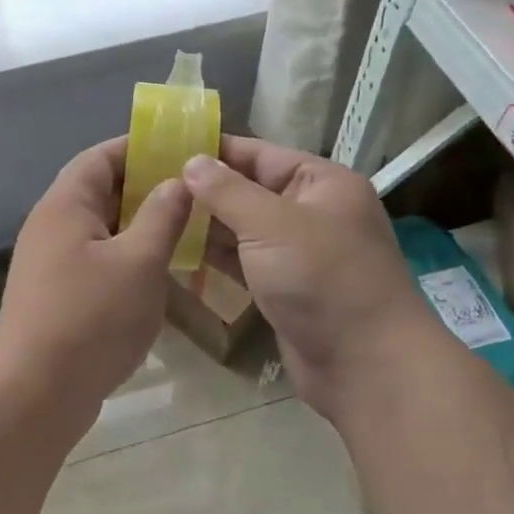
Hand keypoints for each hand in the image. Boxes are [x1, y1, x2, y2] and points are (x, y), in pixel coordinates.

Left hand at [0, 137, 193, 419]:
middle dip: (145, 189)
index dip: (139, 148)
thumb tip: (177, 181)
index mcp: (66, 205)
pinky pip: (97, 262)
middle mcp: (52, 227)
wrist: (36, 393)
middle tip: (193, 195)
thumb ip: (162, 216)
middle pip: (100, 191)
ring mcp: (51, 264)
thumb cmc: (91, 318)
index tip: (181, 150)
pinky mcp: (57, 296)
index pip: (100, 157)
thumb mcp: (139, 262)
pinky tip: (158, 275)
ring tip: (185, 231)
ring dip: (139, 228)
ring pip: (101, 230)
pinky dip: (126, 259)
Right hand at [182, 138, 435, 422]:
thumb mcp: (272, 225)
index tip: (164, 148)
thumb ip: (228, 191)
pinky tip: (179, 252)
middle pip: (250, 190)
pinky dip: (218, 257)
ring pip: (245, 229)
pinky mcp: (287, 288)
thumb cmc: (322, 279)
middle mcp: (313, 211)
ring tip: (156, 216)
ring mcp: (300, 253)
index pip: (260, 154)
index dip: (214, 150)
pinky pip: (246, 262)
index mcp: (321, 183)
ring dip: (207, 225)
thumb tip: (191, 162)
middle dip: (205, 189)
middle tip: (148, 186)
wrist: (366, 365)